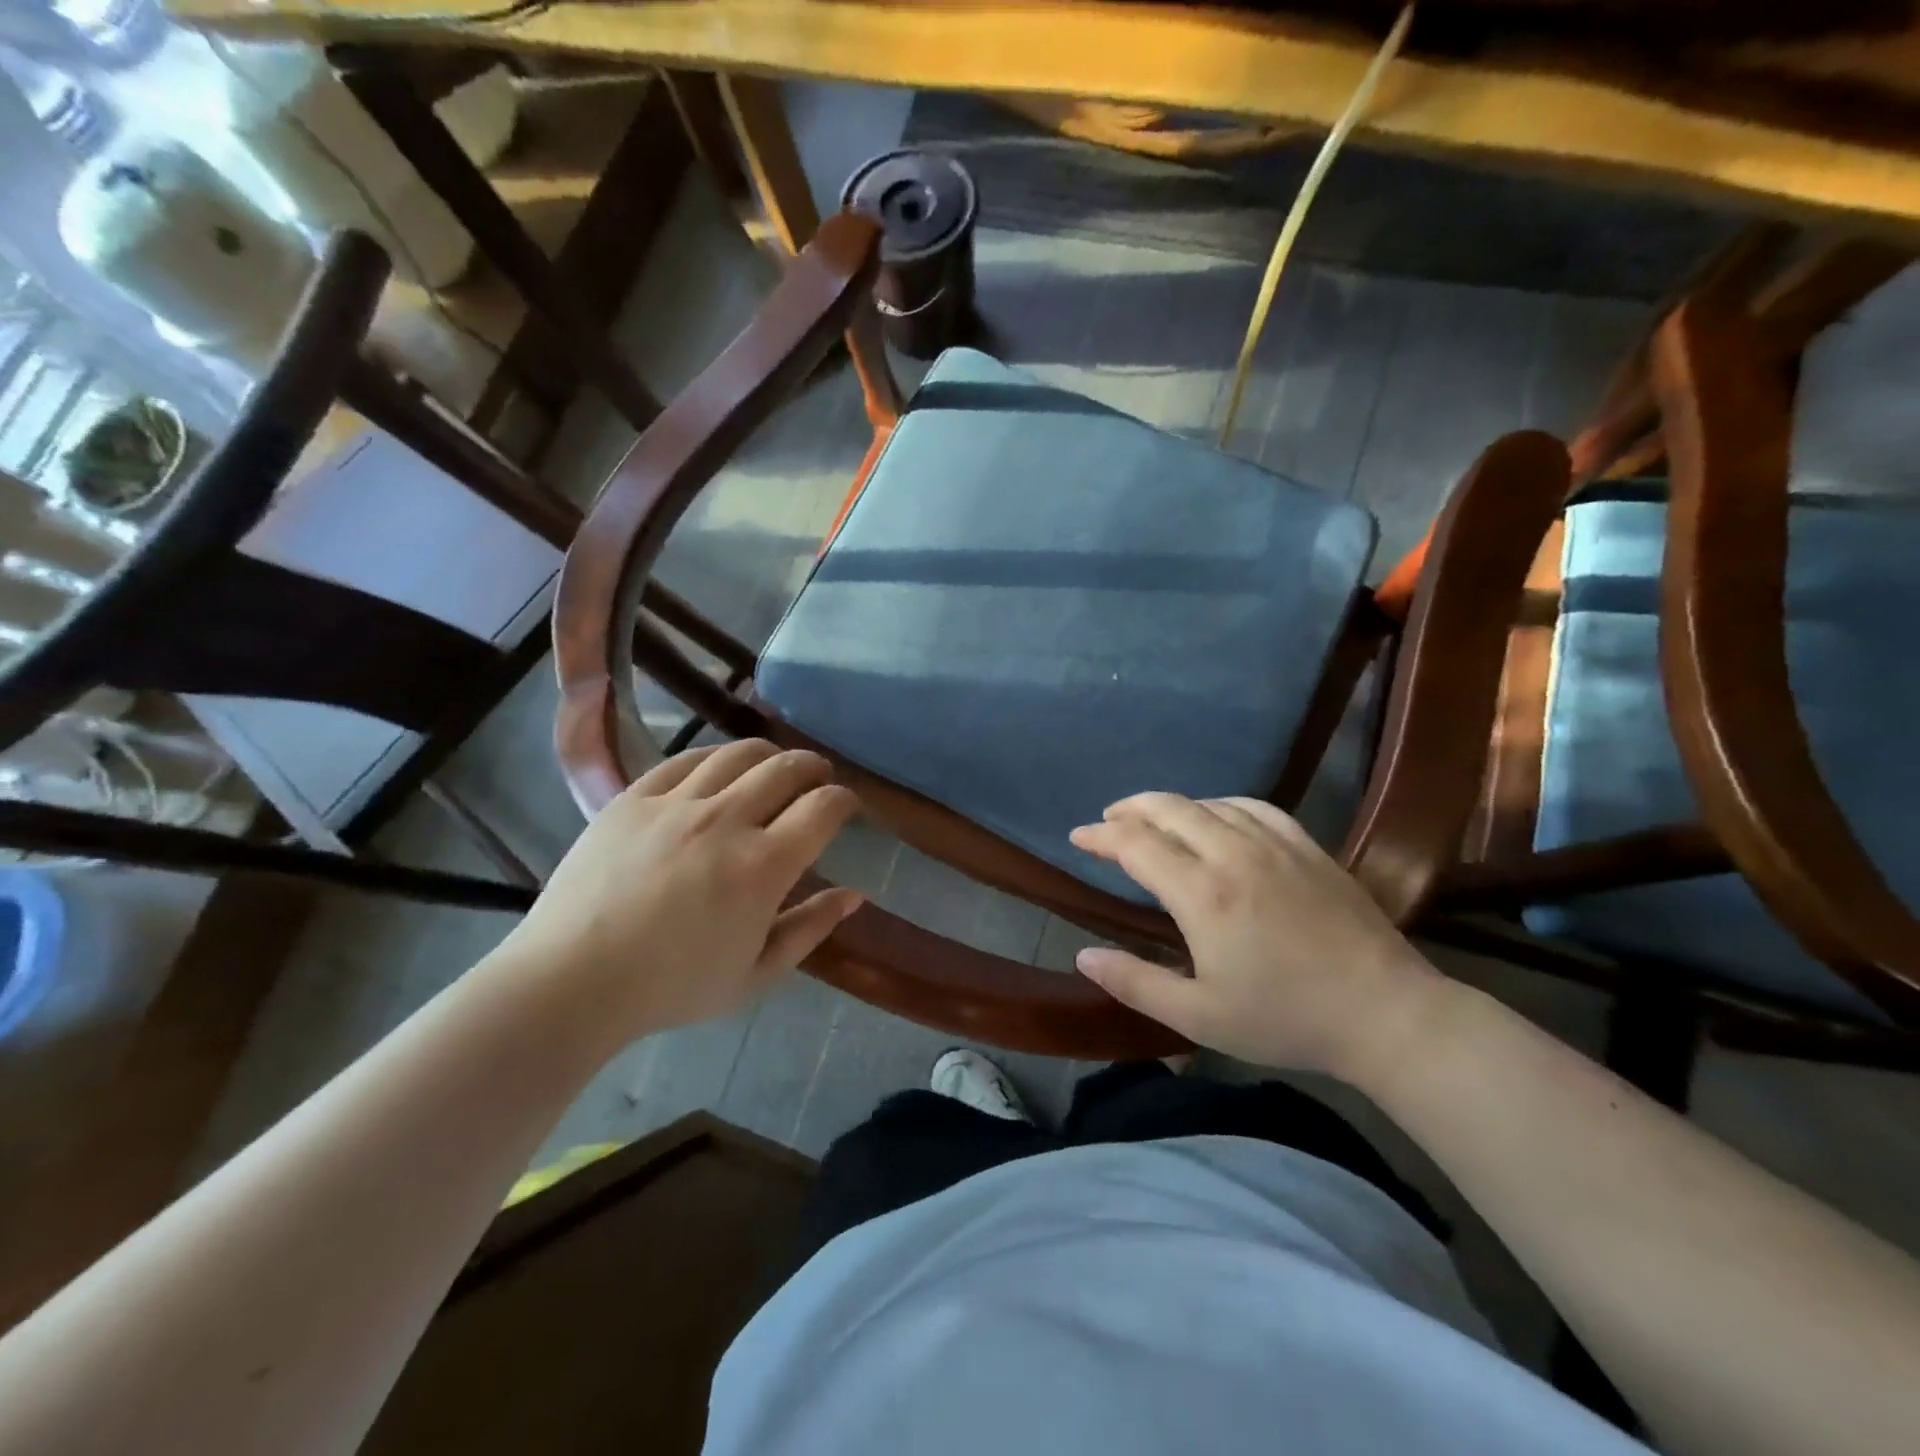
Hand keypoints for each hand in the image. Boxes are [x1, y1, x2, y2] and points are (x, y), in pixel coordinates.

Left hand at [498, 740, 863, 1046]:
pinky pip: (687, 760)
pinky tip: (721, 769)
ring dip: (770, 755)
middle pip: (787, 768)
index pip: (823, 808)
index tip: (845, 807)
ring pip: (739, 754)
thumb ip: (810, 929)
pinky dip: (716, 757)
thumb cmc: (671, 987)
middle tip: (817, 780)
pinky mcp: (634, 798)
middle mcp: (725, 821)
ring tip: (775, 767)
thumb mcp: (756, 974)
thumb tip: (854, 895)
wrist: (571, 981)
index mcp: (762, 867)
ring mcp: (676, 804)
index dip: (844, 800)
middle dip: (814, 768)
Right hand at [1069, 794, 1446, 1080]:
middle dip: (1129, 809)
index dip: (1101, 836)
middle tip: (1107, 821)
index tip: (1078, 837)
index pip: (1136, 844)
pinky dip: (1221, 805)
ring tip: (1153, 820)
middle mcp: (1234, 854)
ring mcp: (1275, 844)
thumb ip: (1135, 983)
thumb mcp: (1199, 1017)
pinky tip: (1217, 817)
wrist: (1385, 1014)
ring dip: (1171, 806)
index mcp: (1203, 894)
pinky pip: (1254, 806)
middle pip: (1169, 809)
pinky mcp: (1307, 846)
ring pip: (1208, 803)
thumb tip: (1083, 956)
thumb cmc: (1285, 1019)